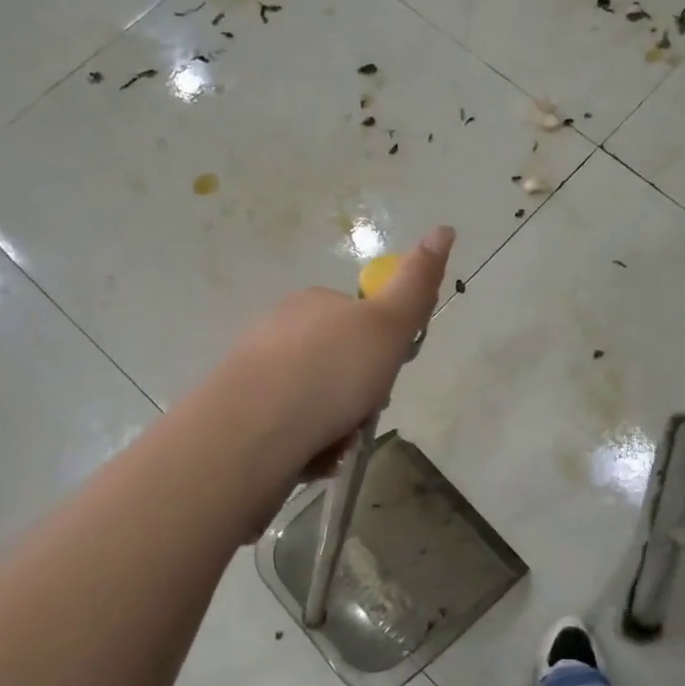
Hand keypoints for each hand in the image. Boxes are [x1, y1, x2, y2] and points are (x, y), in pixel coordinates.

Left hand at [212, 225, 453, 492]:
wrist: (253, 430)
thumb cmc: (330, 372)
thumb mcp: (387, 325)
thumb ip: (416, 283)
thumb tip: (444, 228)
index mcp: (313, 303)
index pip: (361, 321)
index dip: (381, 350)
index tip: (384, 374)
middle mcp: (280, 330)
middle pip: (339, 364)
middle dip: (357, 393)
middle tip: (361, 412)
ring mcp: (256, 372)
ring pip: (316, 400)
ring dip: (336, 424)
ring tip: (335, 442)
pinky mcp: (240, 414)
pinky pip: (291, 428)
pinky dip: (309, 444)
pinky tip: (310, 457)